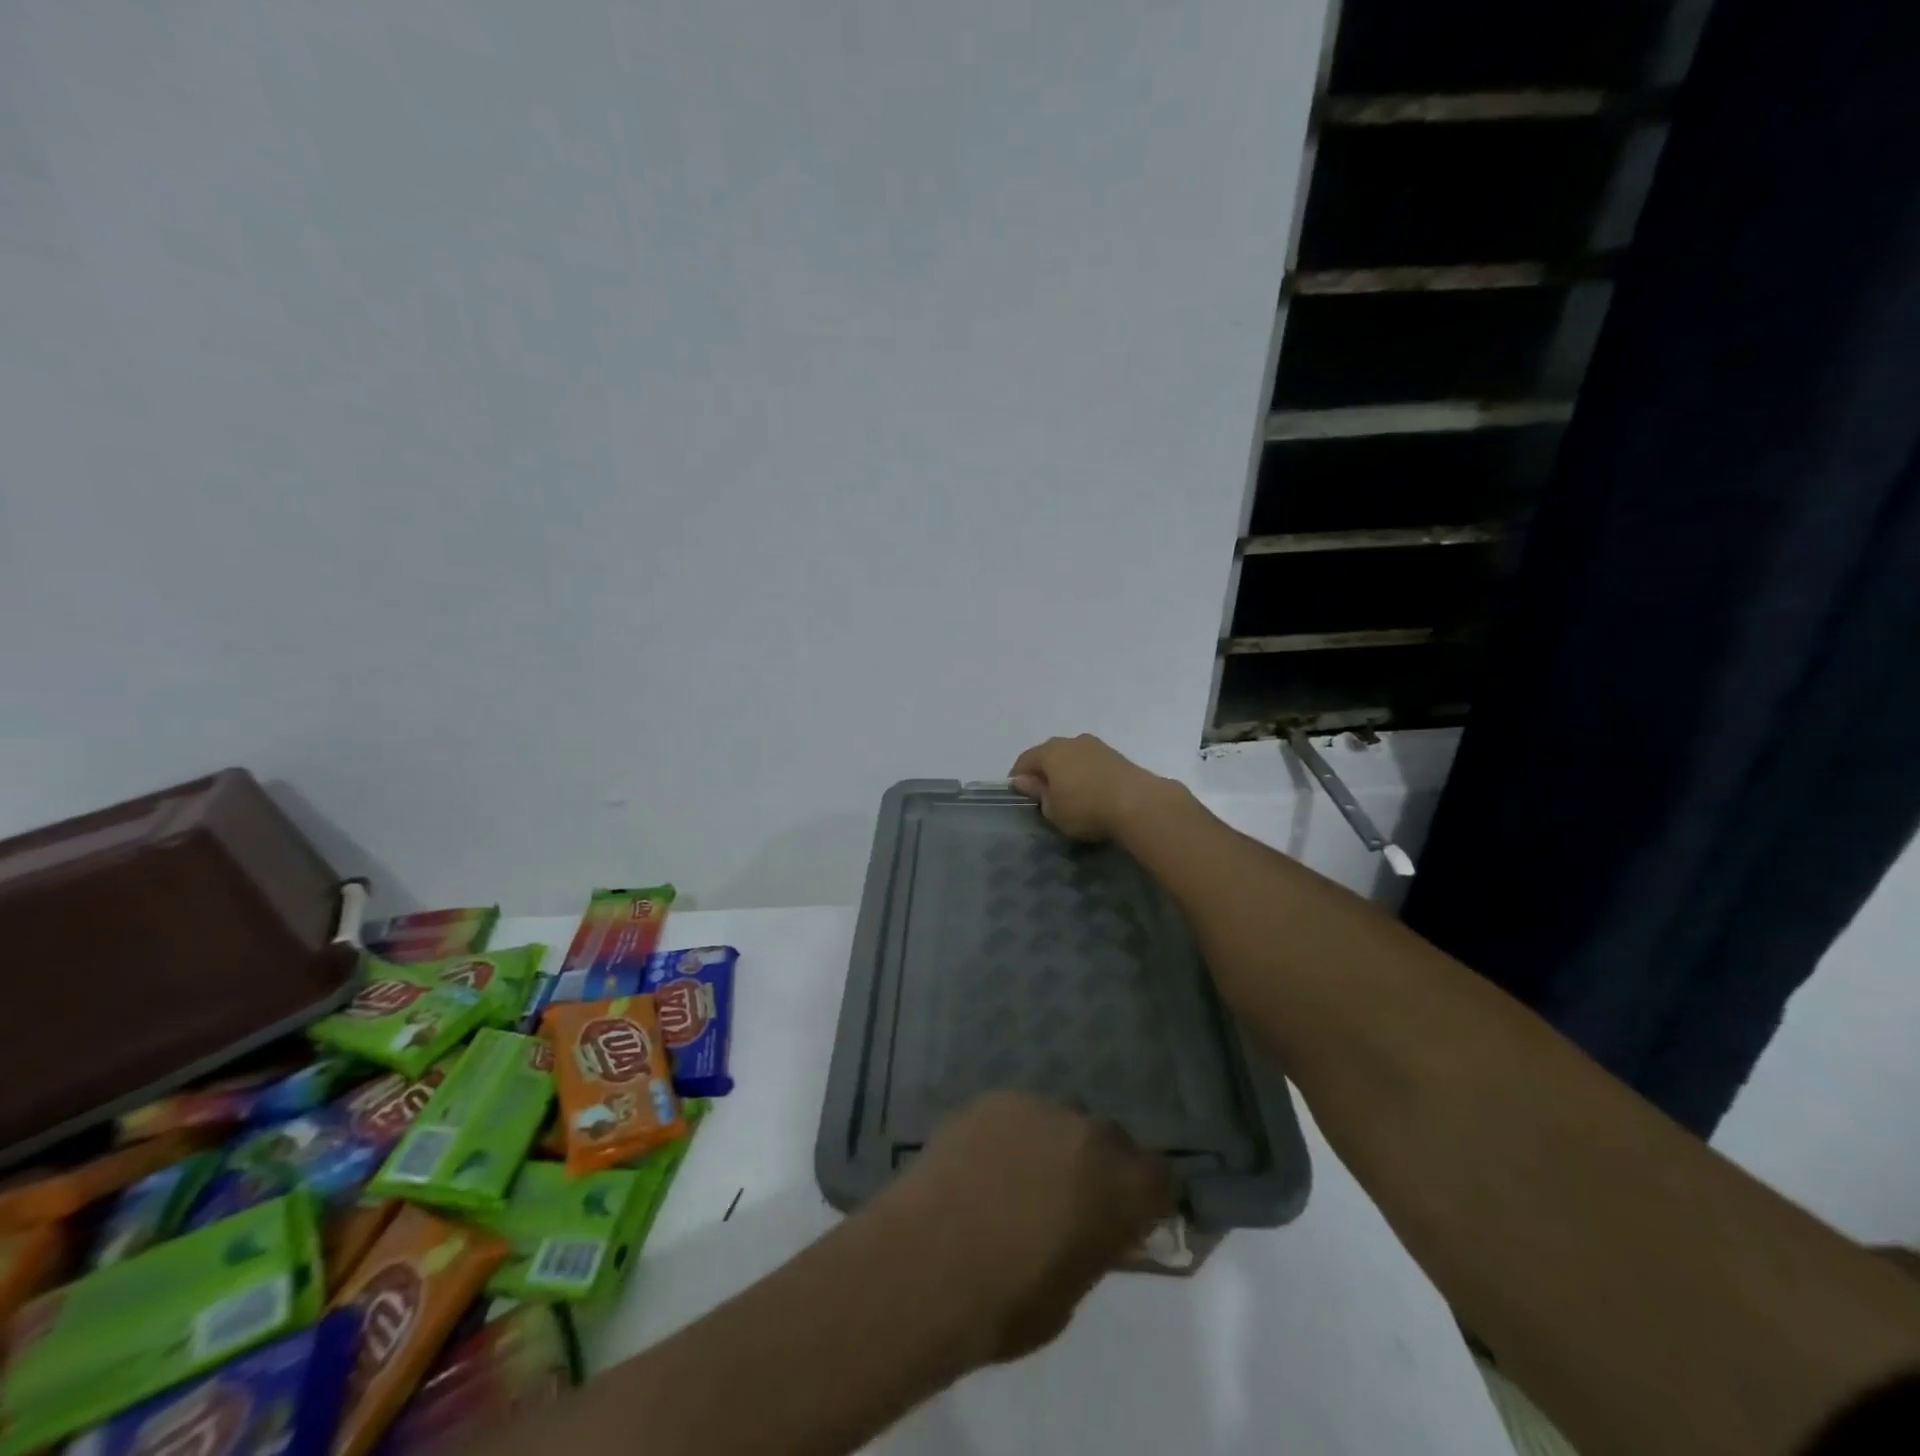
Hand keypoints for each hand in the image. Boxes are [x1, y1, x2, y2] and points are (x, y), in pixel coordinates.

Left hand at [872, 1092, 1173, 1362]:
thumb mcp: (1074, 1291)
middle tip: (1070, 1198)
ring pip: (1061, 1119)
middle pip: (1111, 1139)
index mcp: (1121, 1186)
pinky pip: (1018, 1113)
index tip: (1128, 1217)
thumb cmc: (1008, 1302)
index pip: (1161, 1175)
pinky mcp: (994, 1099)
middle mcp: (1088, 1133)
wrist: (928, 1263)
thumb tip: (1099, 1229)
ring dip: (1054, 1143)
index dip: (1146, 1197)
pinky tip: (983, 1164)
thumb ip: (1097, 1244)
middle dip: (1100, 1165)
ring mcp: (1038, 1107)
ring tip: (1019, 1178)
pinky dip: (1012, 1134)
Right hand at [1008, 734, 1171, 842]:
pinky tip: (1091, 794)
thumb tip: (1026, 781)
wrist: (1139, 804)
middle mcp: (1072, 741)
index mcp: (1050, 751)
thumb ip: (1038, 793)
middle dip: (1044, 772)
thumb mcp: (1052, 810)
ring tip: (1070, 796)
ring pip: (1074, 757)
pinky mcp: (1118, 757)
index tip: (1019, 796)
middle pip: (1050, 754)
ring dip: (1068, 773)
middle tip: (1044, 796)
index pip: (1025, 760)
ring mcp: (1098, 746)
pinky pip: (1092, 765)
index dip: (1018, 778)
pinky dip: (1087, 776)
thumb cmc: (1085, 807)